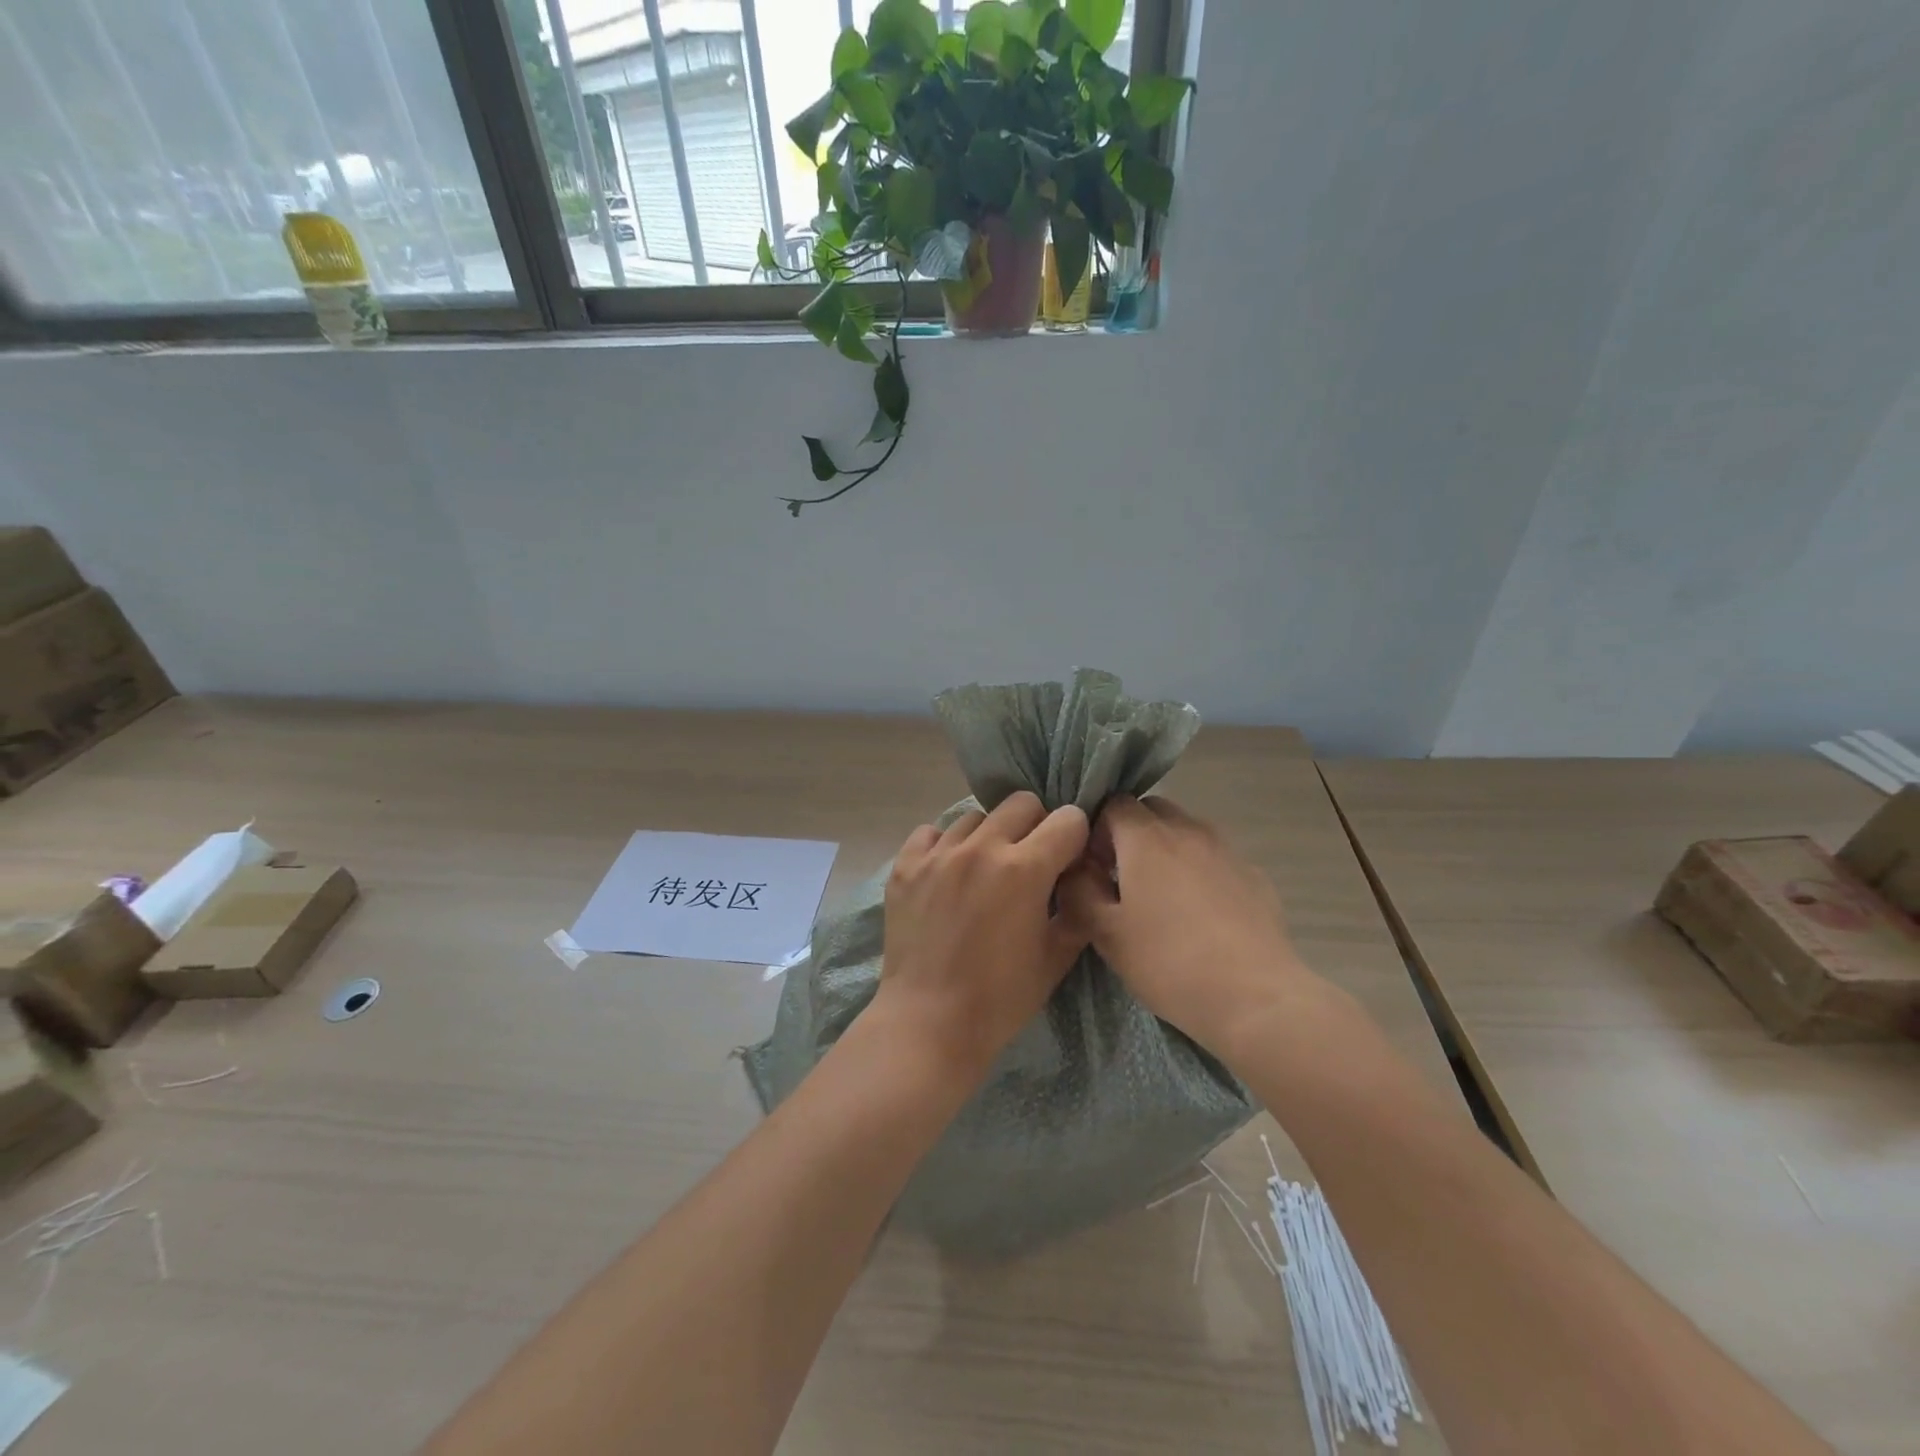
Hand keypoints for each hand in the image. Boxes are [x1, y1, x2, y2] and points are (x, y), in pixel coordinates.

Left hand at [875, 791, 1090, 1078]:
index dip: (1075, 838)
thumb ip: (1077, 908)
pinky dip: (945, 845)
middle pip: (1022, 803)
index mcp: (1023, 869)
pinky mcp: (904, 865)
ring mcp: (937, 854)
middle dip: (1036, 825)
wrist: (928, 1023)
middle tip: (1030, 861)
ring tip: (985, 870)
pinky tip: (948, 874)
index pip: (1067, 820)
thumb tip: (1082, 876)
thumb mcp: (1056, 958)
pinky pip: (931, 833)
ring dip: (989, 835)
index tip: (1069, 859)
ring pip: (975, 816)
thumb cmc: (1000, 998)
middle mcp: (980, 848)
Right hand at [1059, 796, 1317, 1053]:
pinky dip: (1200, 872)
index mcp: (1146, 837)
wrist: (1256, 998)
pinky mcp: (1255, 876)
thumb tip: (1076, 868)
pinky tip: (1201, 917)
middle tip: (1122, 879)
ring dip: (1167, 851)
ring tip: (1162, 899)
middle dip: (1132, 834)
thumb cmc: (1169, 962)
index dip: (1097, 829)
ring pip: (1186, 832)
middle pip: (1152, 810)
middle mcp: (1188, 830)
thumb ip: (1079, 891)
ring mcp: (1227, 850)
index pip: (1114, 803)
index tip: (1094, 866)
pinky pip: (1215, 859)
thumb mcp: (1105, 934)